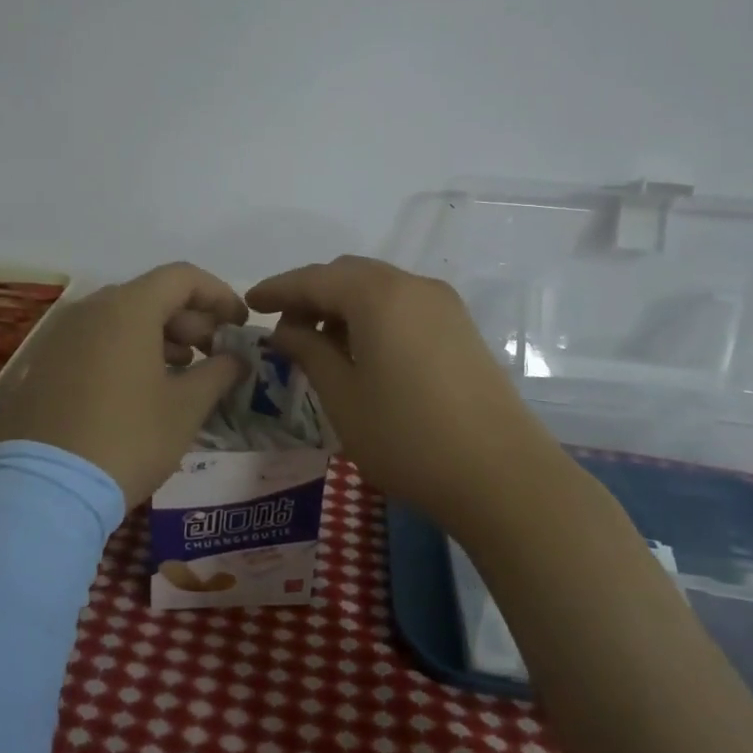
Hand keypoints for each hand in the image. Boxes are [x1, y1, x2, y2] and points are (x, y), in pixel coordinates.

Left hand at [0, 262, 248, 505]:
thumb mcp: (185, 408)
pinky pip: (96, 339)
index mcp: (127, 308)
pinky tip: (143, 385)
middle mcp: (90, 309)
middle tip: (214, 351)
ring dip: (160, 334)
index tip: (239, 324)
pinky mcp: (45, 362)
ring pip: (121, 317)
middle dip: (190, 318)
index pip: (182, 277)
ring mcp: (61, 334)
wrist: (46, 488)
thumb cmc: (128, 439)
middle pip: (151, 294)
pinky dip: (127, 348)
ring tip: (183, 369)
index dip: (218, 295)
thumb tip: (238, 359)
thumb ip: (219, 373)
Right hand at [247, 255, 556, 537]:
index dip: (278, 289)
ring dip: (342, 306)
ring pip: (377, 288)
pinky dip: (372, 316)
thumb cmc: (408, 437)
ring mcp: (443, 305)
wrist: (503, 477)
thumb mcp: (343, 396)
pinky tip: (361, 352)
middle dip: (311, 295)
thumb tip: (286, 330)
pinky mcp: (461, 328)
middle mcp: (413, 285)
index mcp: (378, 295)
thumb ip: (308, 351)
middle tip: (284, 330)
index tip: (249, 303)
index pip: (314, 279)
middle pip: (348, 275)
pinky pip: (403, 306)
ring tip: (319, 346)